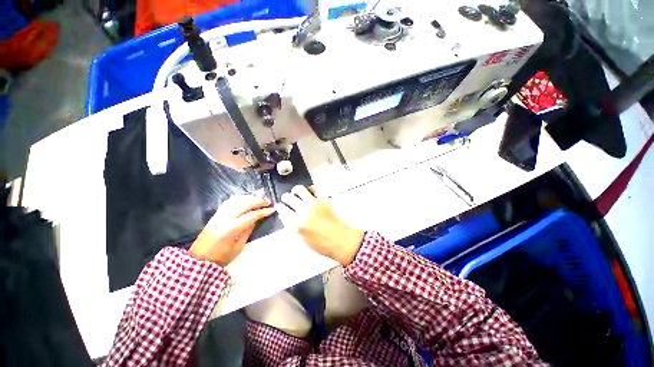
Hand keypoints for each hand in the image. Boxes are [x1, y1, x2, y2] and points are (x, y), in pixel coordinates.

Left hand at [189, 195, 274, 265]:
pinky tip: (246, 200)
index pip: (251, 215)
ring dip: (249, 198)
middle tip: (267, 202)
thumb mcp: (239, 247)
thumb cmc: (221, 257)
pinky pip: (229, 202)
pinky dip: (239, 199)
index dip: (263, 212)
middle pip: (244, 204)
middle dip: (258, 201)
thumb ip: (248, 231)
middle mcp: (224, 218)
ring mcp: (218, 215)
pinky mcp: (215, 215)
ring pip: (236, 200)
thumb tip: (256, 219)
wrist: (199, 260)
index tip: (272, 209)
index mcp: (231, 229)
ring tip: (258, 200)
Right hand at [276, 186, 363, 265]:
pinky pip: (314, 189)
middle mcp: (304, 210)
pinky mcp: (323, 199)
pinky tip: (310, 193)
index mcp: (297, 222)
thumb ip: (294, 225)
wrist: (339, 239)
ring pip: (299, 189)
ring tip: (297, 193)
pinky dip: (310, 189)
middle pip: (288, 197)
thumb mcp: (302, 238)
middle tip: (287, 199)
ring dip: (296, 191)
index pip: (283, 209)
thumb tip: (289, 216)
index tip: (280, 205)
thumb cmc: (322, 243)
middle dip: (286, 197)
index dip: (280, 206)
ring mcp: (314, 203)